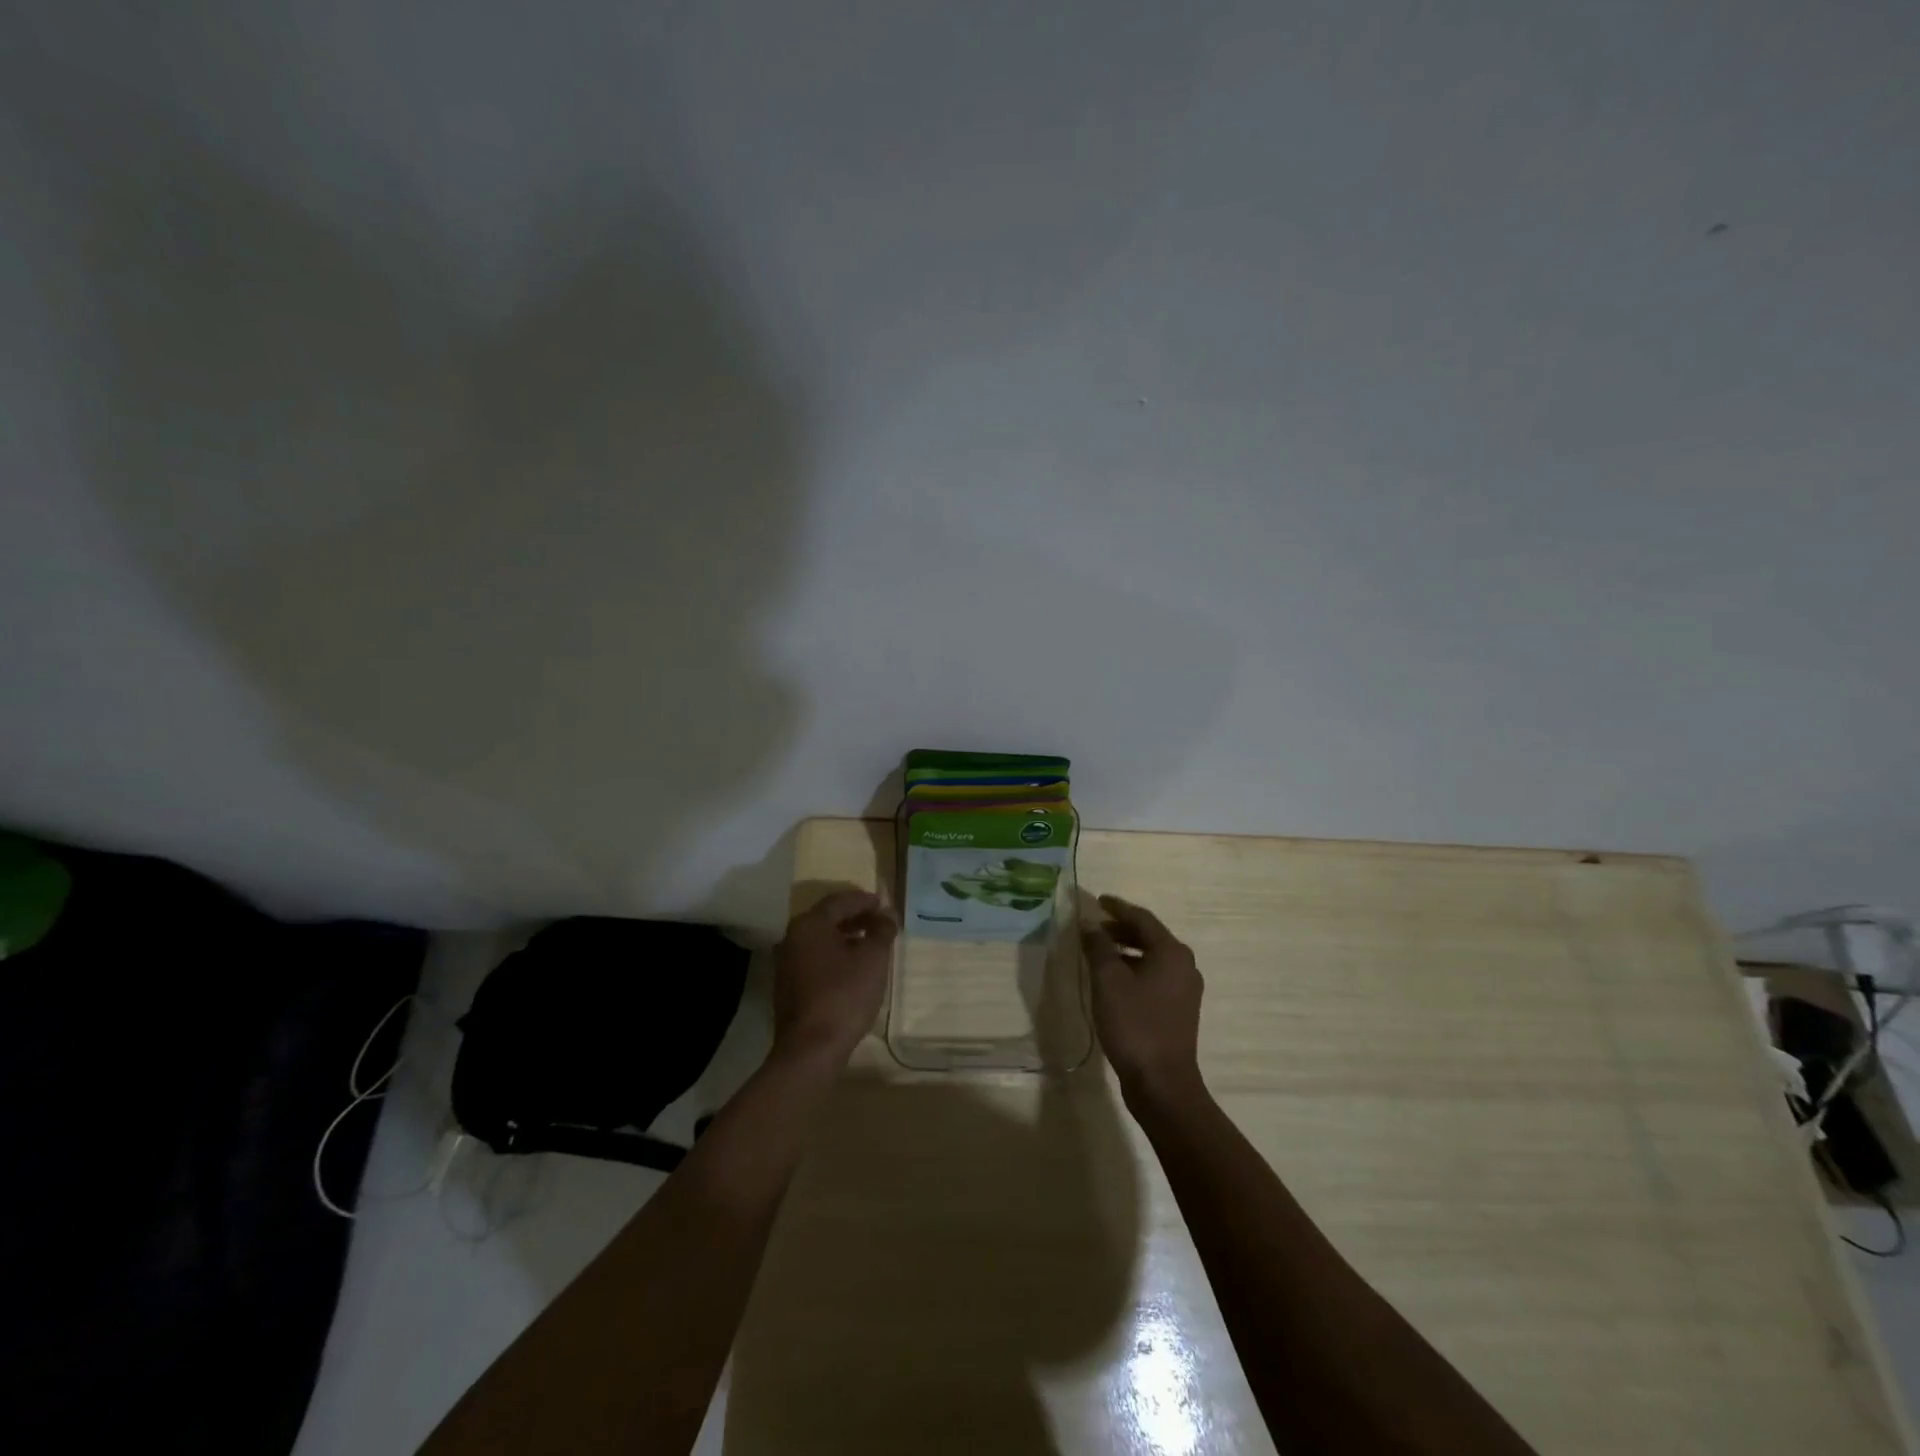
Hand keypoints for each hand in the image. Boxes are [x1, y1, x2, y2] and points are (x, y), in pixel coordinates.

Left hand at [772, 890, 896, 1066]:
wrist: (811, 1048)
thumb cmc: (844, 995)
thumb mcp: (873, 959)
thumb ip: (882, 930)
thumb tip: (887, 914)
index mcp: (810, 924)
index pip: (840, 901)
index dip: (864, 900)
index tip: (883, 904)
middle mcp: (793, 937)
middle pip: (827, 918)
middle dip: (855, 917)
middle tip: (879, 922)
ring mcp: (787, 962)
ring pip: (820, 939)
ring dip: (845, 936)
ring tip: (870, 944)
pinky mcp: (788, 985)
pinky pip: (815, 958)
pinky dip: (835, 955)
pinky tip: (853, 968)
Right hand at [1084, 894, 1204, 1100]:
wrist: (1162, 1083)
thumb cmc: (1134, 1024)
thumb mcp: (1108, 981)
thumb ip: (1098, 947)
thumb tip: (1090, 924)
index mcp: (1172, 952)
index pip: (1142, 918)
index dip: (1117, 907)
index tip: (1097, 900)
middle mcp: (1184, 965)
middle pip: (1149, 936)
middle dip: (1120, 929)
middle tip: (1093, 927)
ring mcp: (1184, 990)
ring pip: (1152, 958)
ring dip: (1125, 951)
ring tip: (1098, 953)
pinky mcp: (1178, 1010)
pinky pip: (1154, 977)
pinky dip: (1133, 970)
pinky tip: (1112, 981)